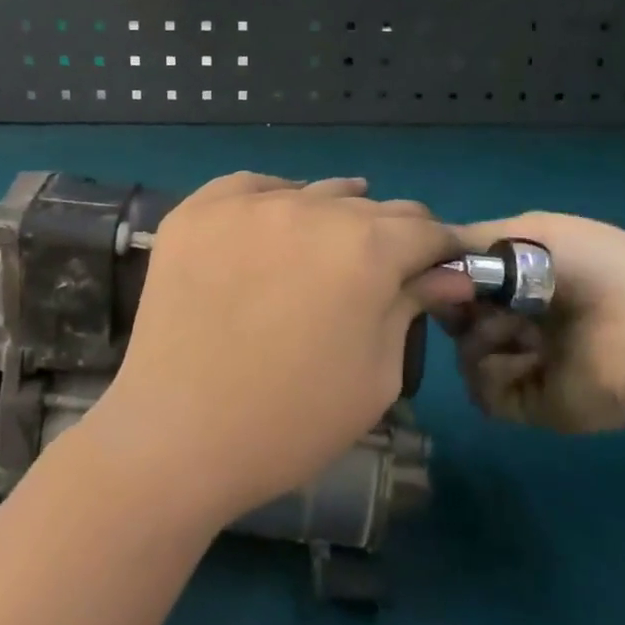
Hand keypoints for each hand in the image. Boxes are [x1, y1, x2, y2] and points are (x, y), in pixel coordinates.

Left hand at [83, 173, 465, 530]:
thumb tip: (448, 274)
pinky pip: (250, 187)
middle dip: (389, 237)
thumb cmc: (291, 421)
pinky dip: (271, 202)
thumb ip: (410, 308)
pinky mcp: (196, 210)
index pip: (425, 229)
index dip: (441, 250)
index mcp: (366, 248)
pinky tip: (270, 228)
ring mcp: (246, 203)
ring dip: (331, 217)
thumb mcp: (375, 374)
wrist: (176, 436)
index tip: (440, 269)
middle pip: (370, 207)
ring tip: (324, 252)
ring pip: (312, 193)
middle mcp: (310, 208)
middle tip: (379, 273)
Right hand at [443, 213, 624, 434]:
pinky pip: (484, 392)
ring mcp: (525, 363)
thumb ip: (471, 240)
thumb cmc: (587, 267)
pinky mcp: (531, 403)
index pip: (465, 280)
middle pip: (459, 319)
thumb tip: (425, 252)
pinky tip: (527, 360)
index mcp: (525, 278)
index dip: (447, 278)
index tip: (439, 276)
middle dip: (458, 310)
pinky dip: (495, 375)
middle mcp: (521, 319)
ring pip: (466, 355)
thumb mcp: (529, 231)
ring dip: (482, 340)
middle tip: (470, 306)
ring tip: (516, 332)